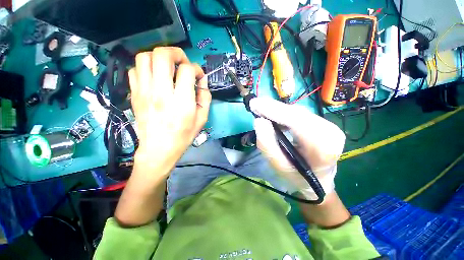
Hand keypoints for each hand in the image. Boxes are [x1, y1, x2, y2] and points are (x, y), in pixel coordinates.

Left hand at [114, 47, 210, 226]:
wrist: (158, 149)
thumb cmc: (183, 136)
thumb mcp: (202, 119)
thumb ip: (205, 98)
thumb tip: (202, 82)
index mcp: (181, 101)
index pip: (187, 70)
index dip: (196, 69)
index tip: (198, 76)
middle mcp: (161, 92)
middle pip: (162, 55)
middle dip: (176, 53)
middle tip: (182, 62)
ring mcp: (144, 92)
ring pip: (144, 57)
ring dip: (158, 57)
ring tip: (167, 67)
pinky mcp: (135, 95)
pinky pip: (135, 70)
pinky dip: (146, 68)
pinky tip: (154, 77)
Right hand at [250, 97, 345, 200]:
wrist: (318, 181)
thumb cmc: (297, 177)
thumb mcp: (278, 165)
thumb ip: (267, 144)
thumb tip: (259, 121)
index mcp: (322, 146)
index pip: (295, 120)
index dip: (274, 110)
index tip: (255, 104)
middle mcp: (330, 132)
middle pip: (296, 113)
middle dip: (273, 108)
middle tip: (255, 105)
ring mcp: (329, 126)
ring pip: (297, 111)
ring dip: (278, 110)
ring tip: (261, 110)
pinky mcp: (324, 123)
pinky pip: (300, 114)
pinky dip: (284, 113)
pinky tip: (274, 116)